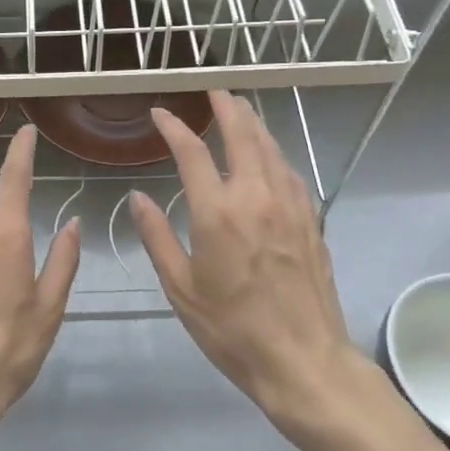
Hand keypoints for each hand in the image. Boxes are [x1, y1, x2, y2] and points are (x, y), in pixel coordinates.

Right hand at [130, 91, 361, 438]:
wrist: (303, 360)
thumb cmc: (232, 329)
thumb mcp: (181, 288)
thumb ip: (156, 236)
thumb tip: (138, 197)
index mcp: (218, 212)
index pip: (192, 152)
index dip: (174, 127)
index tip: (161, 113)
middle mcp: (256, 196)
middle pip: (242, 134)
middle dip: (226, 106)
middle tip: (213, 90)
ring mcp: (290, 205)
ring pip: (271, 147)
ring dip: (253, 123)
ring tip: (240, 110)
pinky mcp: (311, 219)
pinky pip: (289, 171)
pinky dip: (274, 152)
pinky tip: (269, 155)